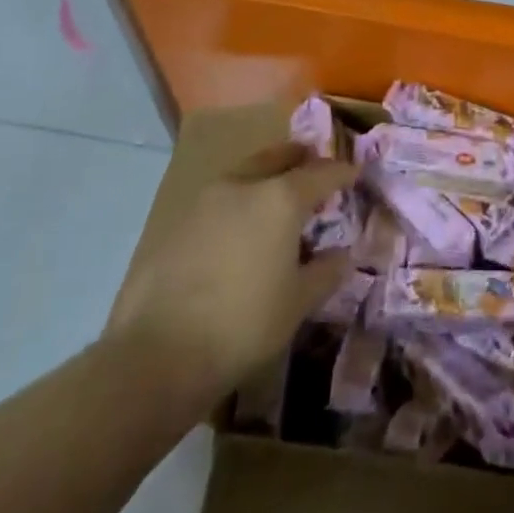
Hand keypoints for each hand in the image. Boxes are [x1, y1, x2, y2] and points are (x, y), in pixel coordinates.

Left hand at [106, 140, 353, 401]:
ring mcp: (204, 200)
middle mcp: (243, 186)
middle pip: (278, 158)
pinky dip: (238, 201)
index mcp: (280, 199)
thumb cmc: (244, 324)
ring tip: (277, 195)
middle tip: (314, 166)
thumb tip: (342, 254)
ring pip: (244, 174)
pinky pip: (218, 199)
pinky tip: (239, 227)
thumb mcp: (298, 302)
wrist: (158, 354)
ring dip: (265, 176)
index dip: (342, 172)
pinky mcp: (176, 222)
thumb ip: (326, 271)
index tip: (355, 173)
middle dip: (300, 159)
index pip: (321, 173)